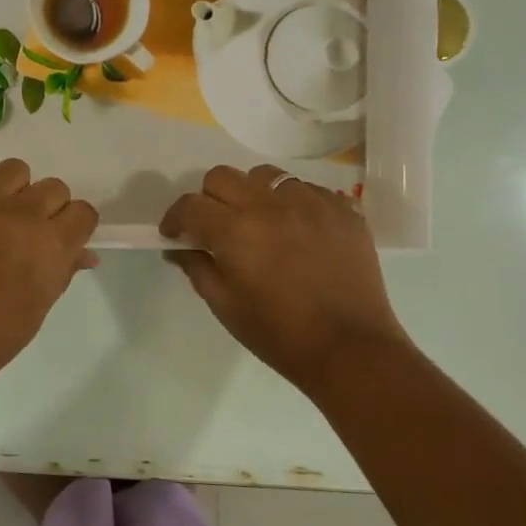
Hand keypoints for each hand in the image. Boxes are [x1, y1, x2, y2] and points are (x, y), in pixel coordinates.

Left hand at [0, 159, 99, 394]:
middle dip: (48, 209)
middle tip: (29, 234)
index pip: (83, 211)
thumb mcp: (39, 307)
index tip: (63, 238)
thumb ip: (63, 271)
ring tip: (0, 218)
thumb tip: (85, 254)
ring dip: (15, 191)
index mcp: (50, 244)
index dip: (75, 226)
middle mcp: (19, 214)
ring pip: (14, 171)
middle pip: (53, 187)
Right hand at [160, 164, 412, 392]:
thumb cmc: (278, 333)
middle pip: (223, 176)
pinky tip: (298, 232)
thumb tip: (179, 247)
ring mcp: (311, 202)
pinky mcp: (343, 209)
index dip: (175, 219)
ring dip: (252, 194)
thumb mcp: (225, 305)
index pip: (190, 205)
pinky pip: (308, 190)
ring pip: (266, 176)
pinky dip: (293, 204)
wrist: (350, 349)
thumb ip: (197, 268)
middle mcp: (270, 204)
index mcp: (235, 230)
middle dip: (209, 199)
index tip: (175, 235)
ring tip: (260, 223)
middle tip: (215, 228)